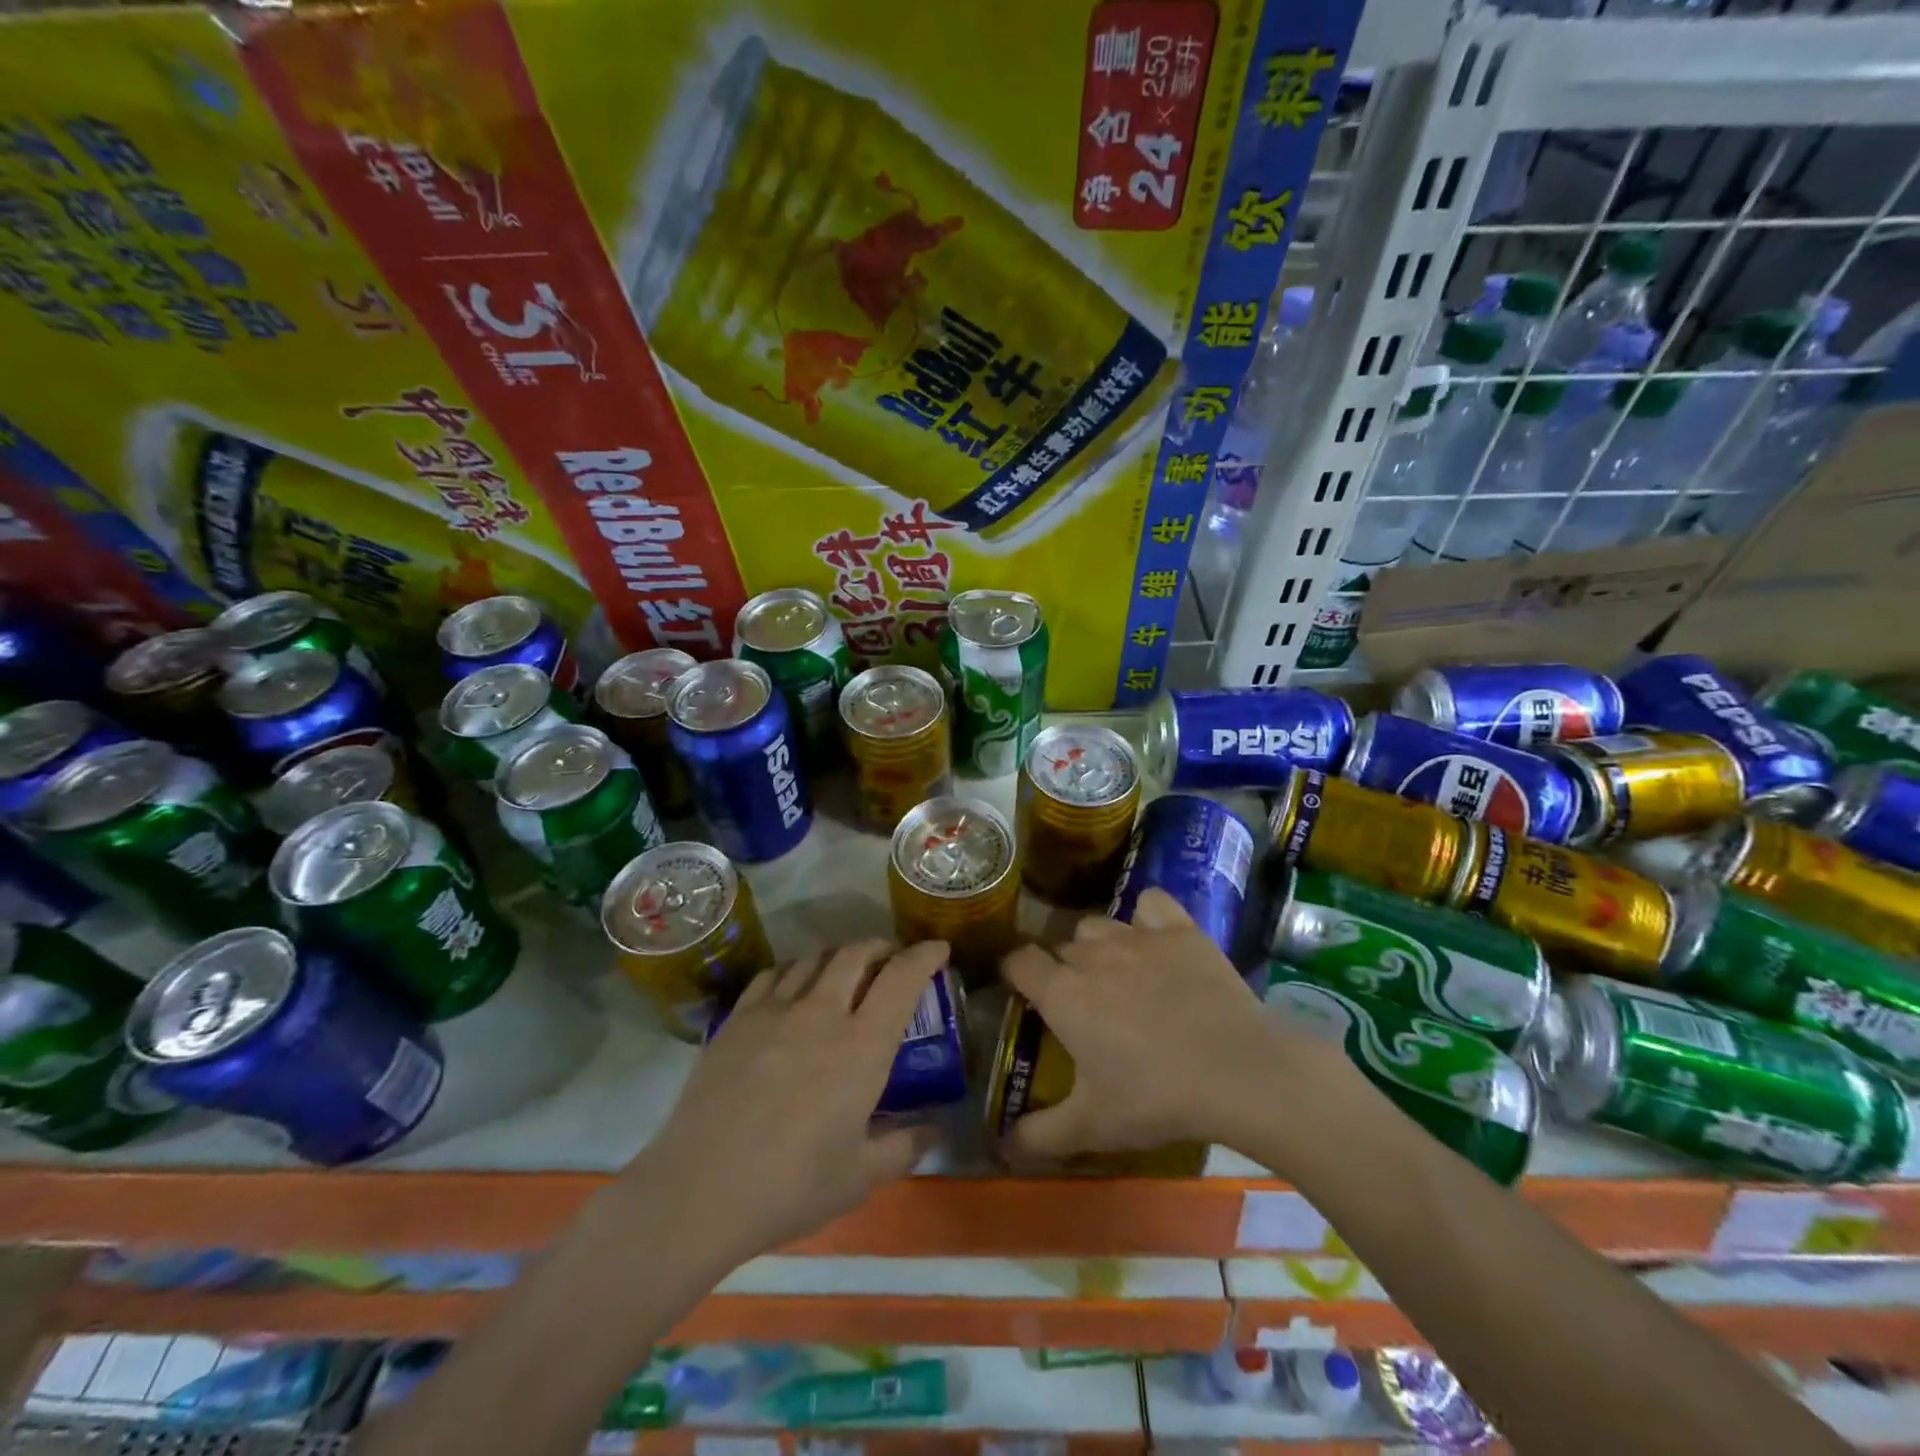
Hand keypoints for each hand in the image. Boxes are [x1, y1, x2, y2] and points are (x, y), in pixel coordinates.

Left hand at [629, 940, 947, 1275]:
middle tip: (892, 958)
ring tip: (846, 970)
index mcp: (862, 1046)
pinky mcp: (738, 1017)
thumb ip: (905, 1147)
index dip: (925, 955)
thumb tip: (936, 1129)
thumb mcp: (860, 1177)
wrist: (700, 1191)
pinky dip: (796, 968)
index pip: (902, 978)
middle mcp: (822, 1012)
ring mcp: (775, 1009)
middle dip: (882, 946)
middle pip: (857, 953)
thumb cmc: (791, 1187)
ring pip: (815, 957)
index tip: (938, 949)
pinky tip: (795, 986)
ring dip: (839, 956)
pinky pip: (774, 973)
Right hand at [999, 889, 1334, 1161]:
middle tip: (1080, 1005)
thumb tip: (1000, 1149)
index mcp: (1062, 993)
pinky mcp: (1179, 930)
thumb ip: (1039, 1135)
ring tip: (1115, 975)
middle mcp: (1091, 954)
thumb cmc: (1155, 1096)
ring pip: (1098, 925)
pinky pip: (1150, 904)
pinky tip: (1154, 938)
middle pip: (1060, 946)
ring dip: (1096, 945)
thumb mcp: (1092, 1126)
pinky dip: (1146, 917)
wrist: (1237, 1070)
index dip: (1014, 974)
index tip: (1023, 994)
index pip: (1017, 961)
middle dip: (1061, 969)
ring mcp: (1137, 936)